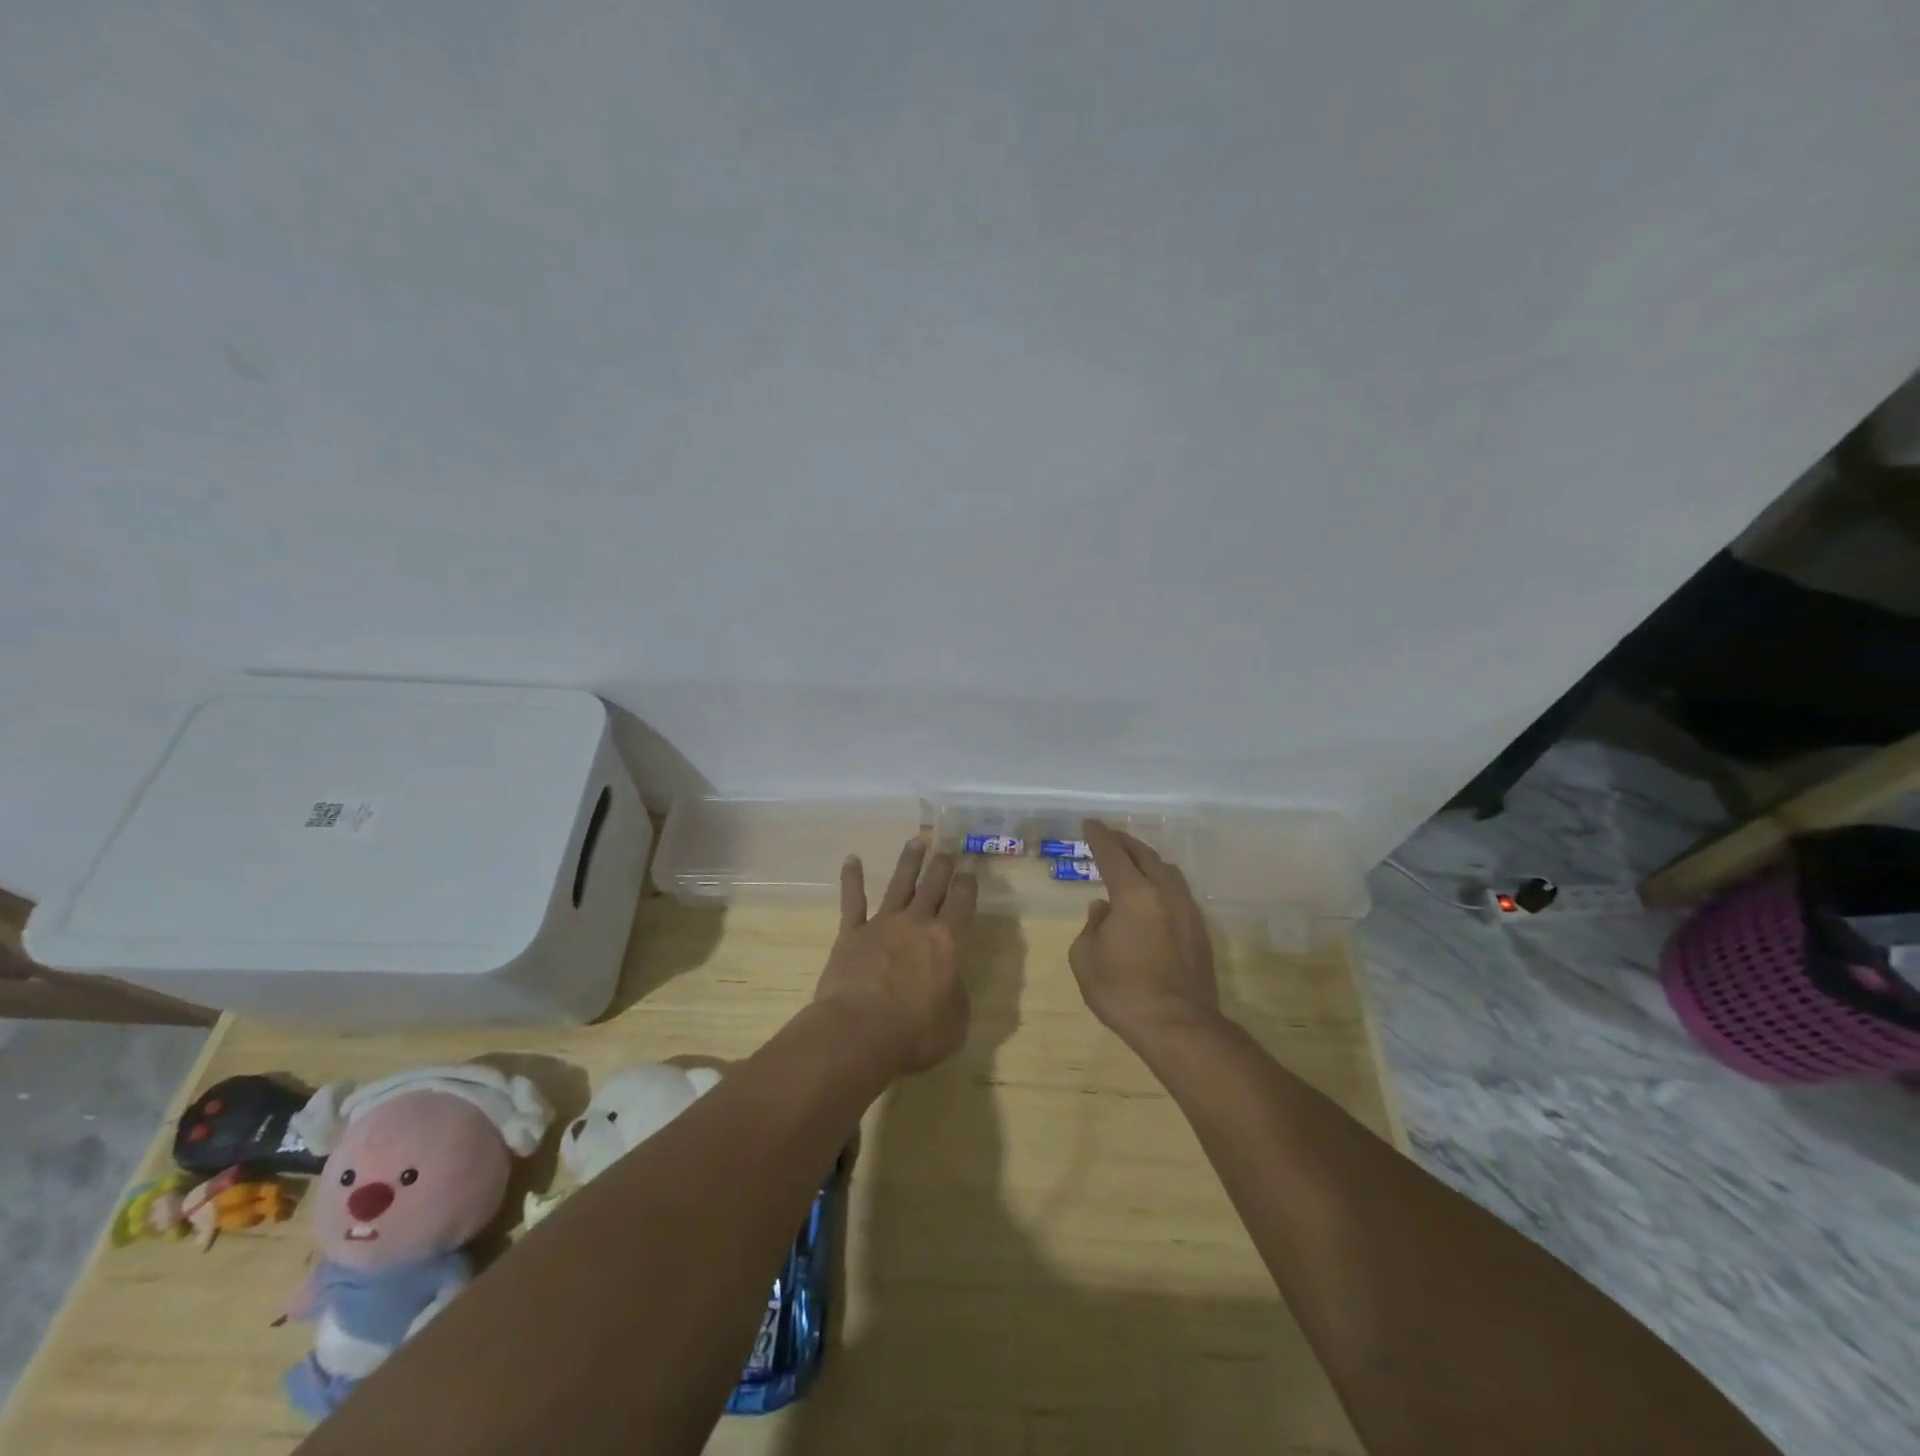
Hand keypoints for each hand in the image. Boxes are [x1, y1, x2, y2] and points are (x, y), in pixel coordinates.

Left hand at [814, 836, 977, 1075]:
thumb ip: (956, 994)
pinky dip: (852, 879)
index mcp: (947, 941)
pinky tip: (852, 860)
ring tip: (916, 842)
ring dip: (909, 862)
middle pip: (933, 886)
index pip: (962, 903)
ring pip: (898, 884)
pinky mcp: (851, 934)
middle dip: (942, 866)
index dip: (968, 885)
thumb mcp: (955, 1021)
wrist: (858, 1032)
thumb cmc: (915, 1033)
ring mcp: (881, 924)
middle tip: (947, 850)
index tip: (970, 872)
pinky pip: (852, 901)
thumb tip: (950, 982)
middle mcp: (916, 923)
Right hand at [1069, 819, 1220, 1050]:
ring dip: (1148, 861)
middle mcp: (1164, 893)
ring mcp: (1187, 911)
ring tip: (1133, 863)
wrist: (1178, 1027)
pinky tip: (1152, 897)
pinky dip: (1161, 884)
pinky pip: (1178, 893)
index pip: (1113, 854)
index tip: (1090, 823)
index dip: (1099, 836)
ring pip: (1168, 872)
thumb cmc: (1122, 991)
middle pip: (1145, 855)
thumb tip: (1103, 909)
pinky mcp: (1200, 931)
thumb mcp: (1086, 957)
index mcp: (1133, 894)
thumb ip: (1092, 926)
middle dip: (1125, 843)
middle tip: (1110, 837)